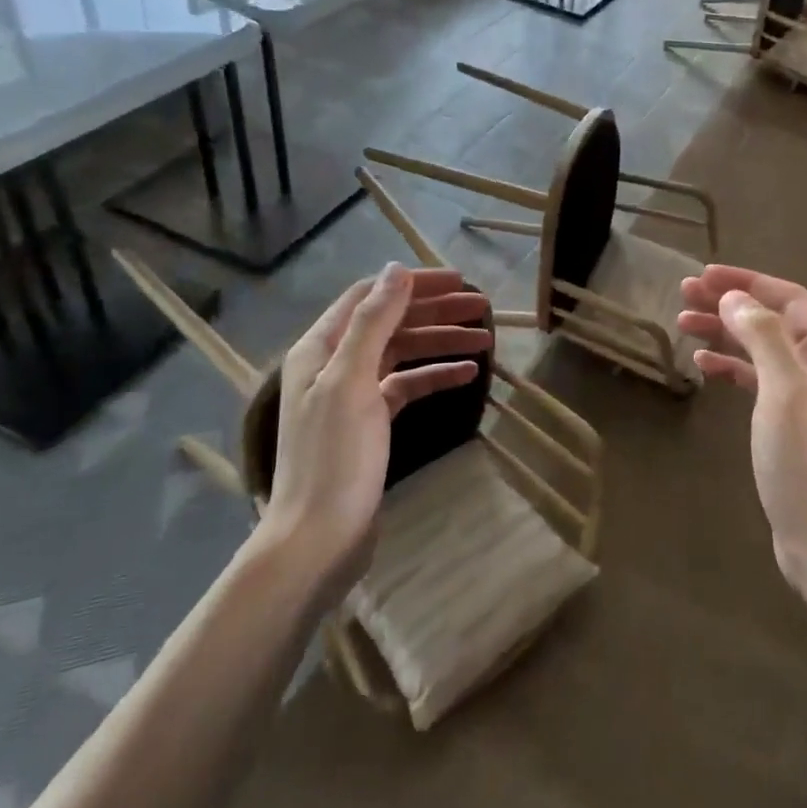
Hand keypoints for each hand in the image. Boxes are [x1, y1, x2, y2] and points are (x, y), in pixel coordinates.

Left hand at [257, 264, 490, 596]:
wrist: (320, 538)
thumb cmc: (333, 458)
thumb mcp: (352, 382)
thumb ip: (372, 323)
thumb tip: (397, 269)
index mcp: (321, 348)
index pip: (370, 297)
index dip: (413, 284)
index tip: (459, 281)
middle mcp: (334, 364)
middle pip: (390, 323)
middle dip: (436, 312)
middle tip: (483, 307)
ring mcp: (352, 395)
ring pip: (402, 353)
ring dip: (441, 343)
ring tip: (486, 340)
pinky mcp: (370, 424)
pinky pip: (407, 386)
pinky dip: (435, 376)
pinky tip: (468, 375)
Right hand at [679, 265, 806, 589]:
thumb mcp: (786, 393)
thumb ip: (764, 337)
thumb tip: (735, 299)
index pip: (790, 298)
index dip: (746, 282)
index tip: (703, 275)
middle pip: (775, 320)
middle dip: (730, 305)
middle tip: (683, 295)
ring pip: (764, 349)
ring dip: (727, 334)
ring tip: (683, 323)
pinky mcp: (796, 422)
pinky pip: (762, 380)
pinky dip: (734, 368)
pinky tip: (704, 365)